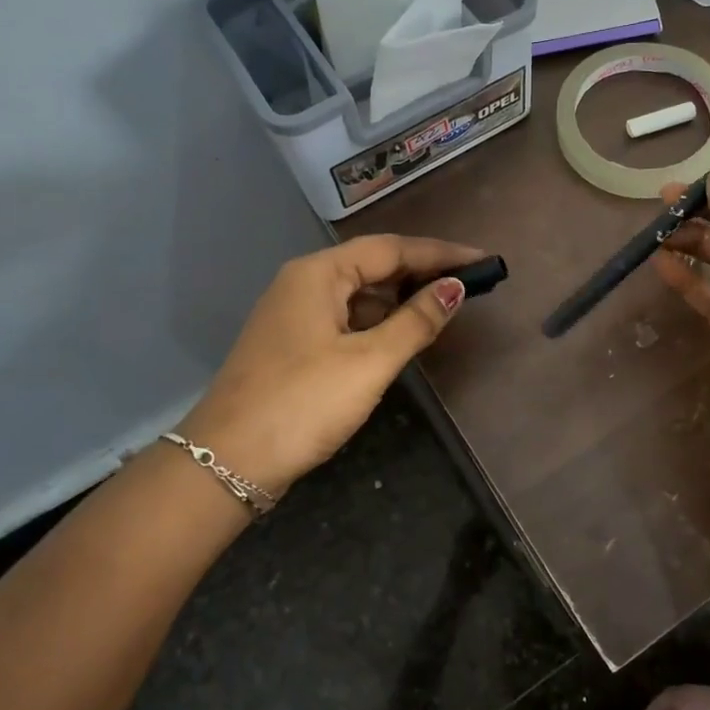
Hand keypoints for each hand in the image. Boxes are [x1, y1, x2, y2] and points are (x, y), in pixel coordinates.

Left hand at [177, 235, 484, 500]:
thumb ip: (416, 321)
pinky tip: (401, 335)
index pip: (391, 248)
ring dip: (400, 298)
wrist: (226, 462)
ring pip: (358, 294)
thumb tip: (454, 287)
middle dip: (422, 272)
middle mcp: (303, 283)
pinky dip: (378, 321)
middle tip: (469, 283)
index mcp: (318, 273)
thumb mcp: (369, 361)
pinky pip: (345, 318)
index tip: (483, 260)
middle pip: (373, 265)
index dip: (440, 253)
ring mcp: (294, 314)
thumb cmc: (303, 403)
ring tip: (444, 306)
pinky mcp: (292, 344)